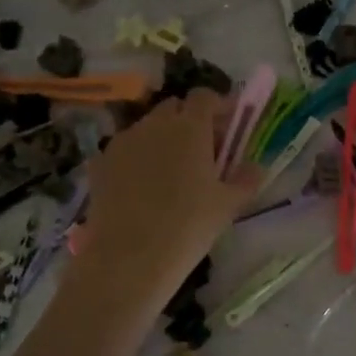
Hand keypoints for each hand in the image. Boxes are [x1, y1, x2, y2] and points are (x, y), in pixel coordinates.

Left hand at [69, 90, 260, 310]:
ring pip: (147, 129)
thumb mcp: (228, 205)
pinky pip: (125, 151)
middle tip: (204, 152)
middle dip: (190, 121)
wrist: (128, 258)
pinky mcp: (100, 164)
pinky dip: (137, 160)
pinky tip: (142, 189)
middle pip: (174, 108)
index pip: (204, 96)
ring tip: (171, 174)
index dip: (218, 106)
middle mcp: (154, 124)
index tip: (229, 126)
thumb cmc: (188, 226)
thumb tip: (256, 166)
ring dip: (162, 140)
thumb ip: (246, 179)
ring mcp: (122, 142)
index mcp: (190, 126)